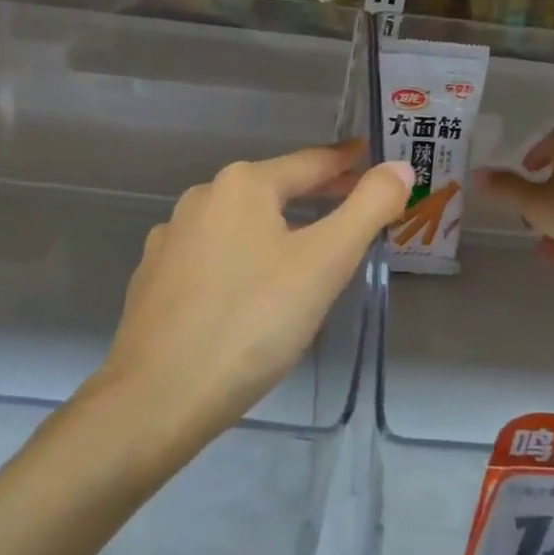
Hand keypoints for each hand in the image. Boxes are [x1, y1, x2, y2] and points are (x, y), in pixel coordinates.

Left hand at [91, 143, 413, 447]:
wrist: (159, 396)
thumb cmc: (253, 321)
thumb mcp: (325, 262)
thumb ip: (368, 208)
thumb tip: (399, 167)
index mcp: (243, 185)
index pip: (310, 163)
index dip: (347, 162)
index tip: (372, 158)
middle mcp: (201, 199)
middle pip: (273, 190)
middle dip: (316, 197)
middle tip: (355, 209)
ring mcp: (170, 239)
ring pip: (240, 225)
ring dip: (278, 230)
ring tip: (308, 256)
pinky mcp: (154, 278)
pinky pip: (213, 257)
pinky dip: (243, 260)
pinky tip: (251, 292)